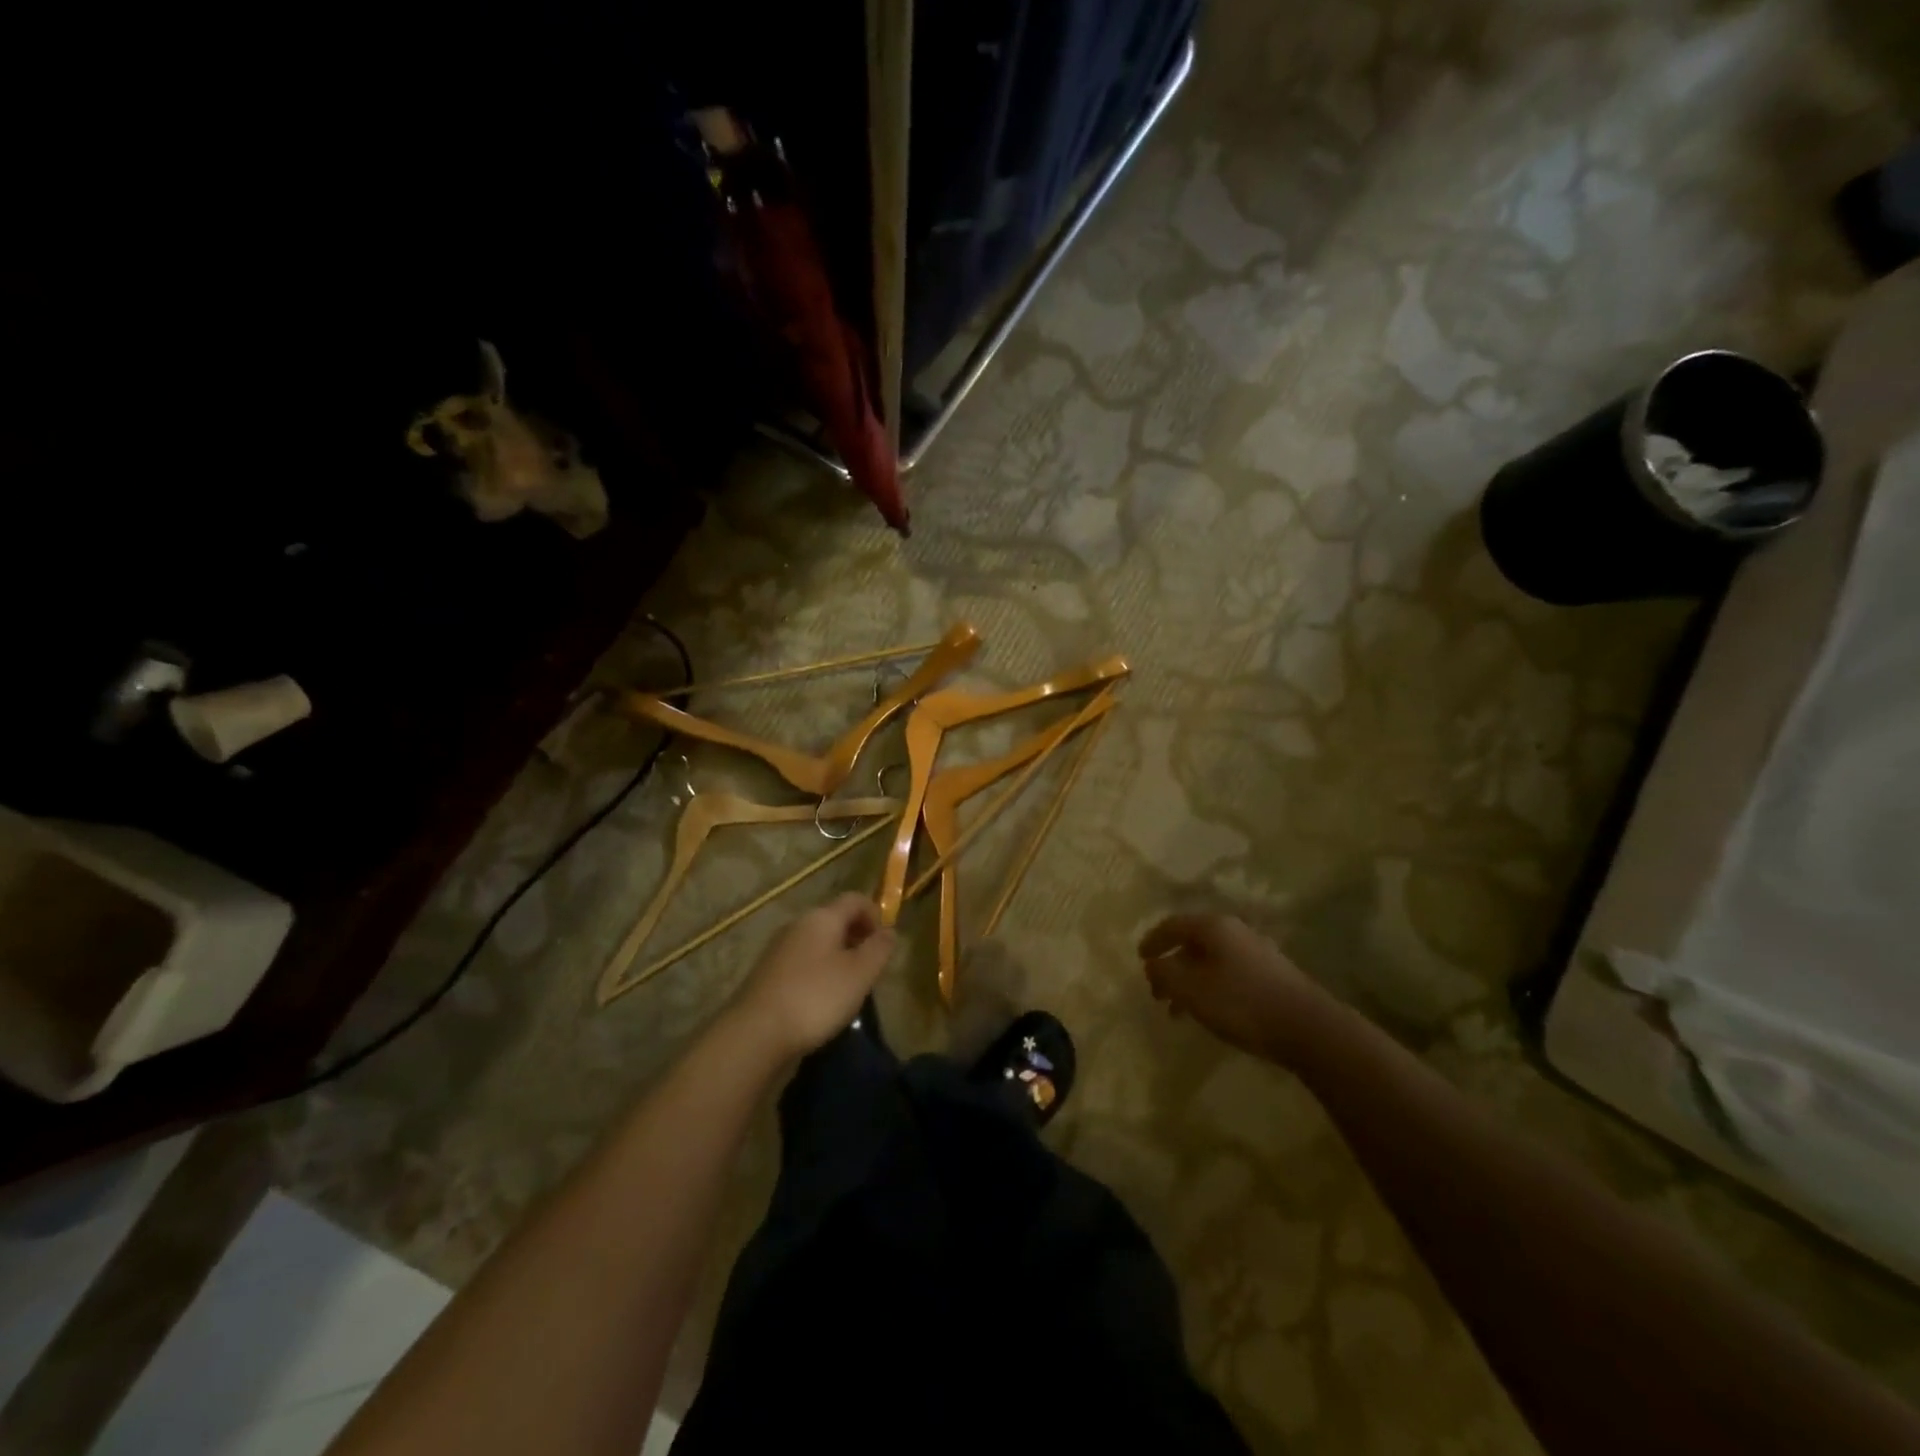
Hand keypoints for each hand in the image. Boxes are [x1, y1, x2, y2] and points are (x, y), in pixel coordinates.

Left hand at [731, 894, 896, 1059]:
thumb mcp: (860, 973)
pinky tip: (822, 1002)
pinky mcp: (768, 974)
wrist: (755, 1034)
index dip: (876, 915)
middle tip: (870, 970)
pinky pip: (802, 963)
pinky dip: (818, 974)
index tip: (885, 946)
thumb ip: (879, 949)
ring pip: (818, 943)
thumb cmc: (816, 998)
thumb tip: (890, 931)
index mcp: (822, 917)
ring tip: (849, 990)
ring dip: (838, 958)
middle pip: (835, 920)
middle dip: (857, 939)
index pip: (855, 899)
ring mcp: (779, 949)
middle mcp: (798, 925)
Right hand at [1138, 913, 1330, 1063]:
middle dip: (1171, 965)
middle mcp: (1235, 931)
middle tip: (1157, 990)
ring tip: (1179, 1011)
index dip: (1153, 940)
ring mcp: (1256, 952)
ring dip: (1190, 981)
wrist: (1308, 1027)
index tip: (1140, 958)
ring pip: (1211, 961)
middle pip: (1193, 942)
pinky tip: (1210, 1013)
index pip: (1172, 925)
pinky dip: (1210, 988)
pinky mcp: (1271, 975)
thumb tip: (1153, 964)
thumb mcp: (1191, 989)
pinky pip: (1228, 973)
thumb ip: (1165, 973)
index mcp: (1213, 927)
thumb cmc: (1241, 1003)